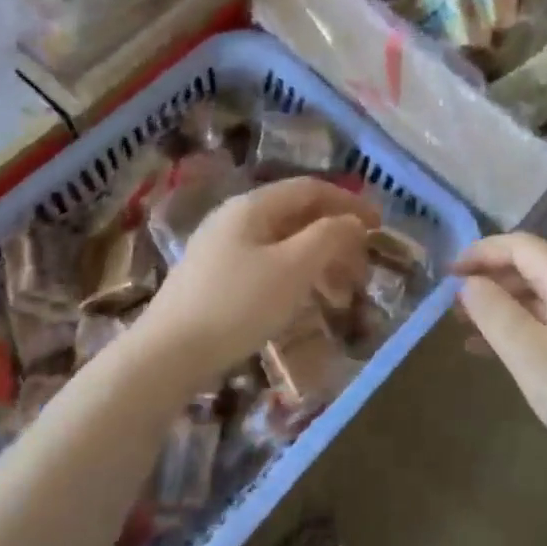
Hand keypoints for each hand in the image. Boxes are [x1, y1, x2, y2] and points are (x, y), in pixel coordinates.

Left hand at [142, 177, 377, 375]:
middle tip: (362, 268)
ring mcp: (220, 249)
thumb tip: (353, 221)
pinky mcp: (213, 279)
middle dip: (335, 238)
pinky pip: (266, 265)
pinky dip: (294, 277)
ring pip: (282, 244)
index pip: (311, 189)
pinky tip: (303, 302)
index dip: (349, 202)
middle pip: (296, 216)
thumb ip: (328, 237)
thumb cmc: (237, 306)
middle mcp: (234, 219)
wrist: (166, 356)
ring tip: (340, 293)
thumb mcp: (292, 268)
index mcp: (252, 206)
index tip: (380, 226)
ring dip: (317, 261)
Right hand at [455, 233, 546, 484]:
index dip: (481, 253)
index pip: (521, 246)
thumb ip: (494, 312)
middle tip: (450, 304)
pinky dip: (518, 329)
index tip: (447, 275)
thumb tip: (468, 284)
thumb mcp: (530, 354)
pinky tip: (491, 350)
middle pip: (529, 268)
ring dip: (500, 306)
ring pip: (537, 298)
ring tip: (463, 326)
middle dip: (488, 280)